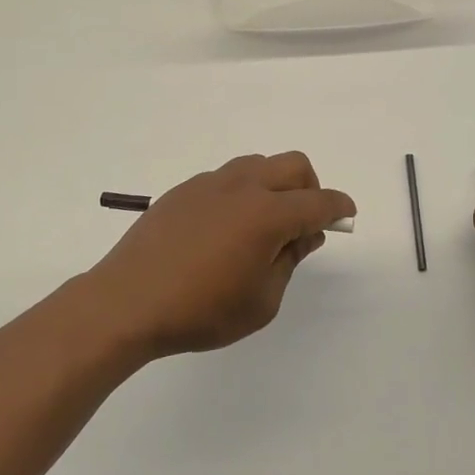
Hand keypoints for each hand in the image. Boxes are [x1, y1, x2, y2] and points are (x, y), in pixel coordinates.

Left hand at [83, 153, 355, 359]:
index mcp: (267, 214)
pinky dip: (243, 192)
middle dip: (311, 188)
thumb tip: (304, 234)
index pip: (318, 202)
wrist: (127, 301)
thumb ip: (289, 261)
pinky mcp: (184, 189)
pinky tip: (226, 228)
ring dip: (275, 184)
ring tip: (264, 224)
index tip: (347, 215)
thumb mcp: (261, 301)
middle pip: (293, 165)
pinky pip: (227, 178)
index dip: (338, 208)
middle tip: (304, 222)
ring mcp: (210, 183)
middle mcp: (242, 187)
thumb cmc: (201, 311)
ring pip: (259, 164)